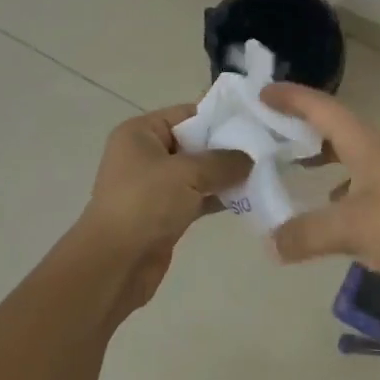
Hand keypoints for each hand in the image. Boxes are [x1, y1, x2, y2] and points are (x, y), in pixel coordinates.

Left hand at [65, 106, 250, 312]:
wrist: (114, 264)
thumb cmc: (145, 204)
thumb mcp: (187, 174)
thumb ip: (223, 161)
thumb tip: (250, 158)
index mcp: (140, 133)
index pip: (186, 114)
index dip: (220, 117)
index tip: (256, 122)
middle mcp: (145, 155)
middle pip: (194, 143)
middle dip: (227, 148)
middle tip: (266, 148)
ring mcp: (153, 186)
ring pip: (197, 173)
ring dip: (225, 175)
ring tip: (263, 172)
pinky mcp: (163, 214)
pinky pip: (196, 197)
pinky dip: (217, 198)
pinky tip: (247, 199)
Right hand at [261, 84, 379, 314]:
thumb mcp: (351, 228)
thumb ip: (305, 234)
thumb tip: (268, 243)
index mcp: (366, 146)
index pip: (324, 109)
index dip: (293, 98)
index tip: (262, 93)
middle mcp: (377, 156)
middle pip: (334, 129)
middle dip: (301, 125)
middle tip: (266, 128)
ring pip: (345, 157)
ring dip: (317, 156)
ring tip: (287, 164)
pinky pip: (354, 188)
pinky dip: (332, 191)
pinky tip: (321, 208)